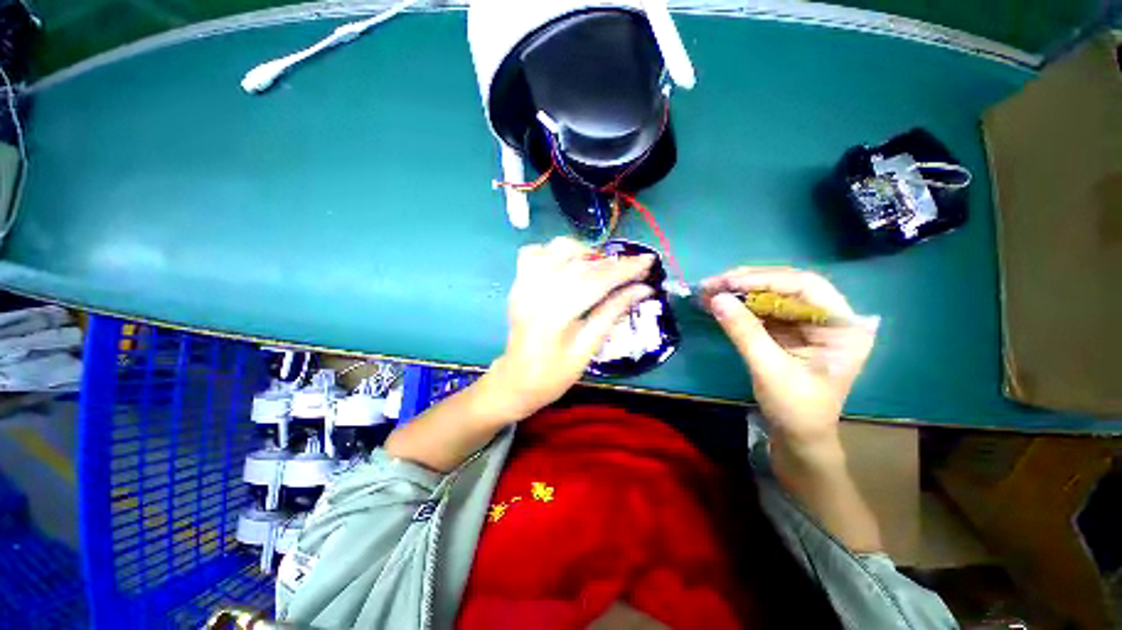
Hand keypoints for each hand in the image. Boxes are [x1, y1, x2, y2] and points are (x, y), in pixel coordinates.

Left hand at [483, 237, 654, 418]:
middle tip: (633, 268)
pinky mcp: (517, 284)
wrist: (516, 381)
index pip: (596, 282)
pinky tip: (567, 267)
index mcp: (554, 315)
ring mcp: (523, 285)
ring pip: (556, 248)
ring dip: (584, 253)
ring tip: (600, 269)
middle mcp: (535, 293)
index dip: (625, 269)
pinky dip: (554, 253)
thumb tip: (642, 289)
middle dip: (612, 262)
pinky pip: (534, 252)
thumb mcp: (587, 349)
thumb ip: (612, 313)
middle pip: (580, 263)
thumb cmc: (554, 375)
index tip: (649, 260)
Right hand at [700, 268, 877, 458]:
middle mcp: (829, 317)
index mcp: (843, 326)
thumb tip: (716, 299)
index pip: (806, 286)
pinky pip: (763, 310)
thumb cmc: (796, 409)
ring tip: (709, 291)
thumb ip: (744, 332)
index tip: (729, 282)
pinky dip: (740, 305)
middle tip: (713, 283)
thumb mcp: (770, 370)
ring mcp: (808, 323)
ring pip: (772, 295)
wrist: (798, 437)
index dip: (766, 280)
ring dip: (739, 292)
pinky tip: (719, 303)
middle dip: (748, 283)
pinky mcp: (789, 330)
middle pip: (787, 286)